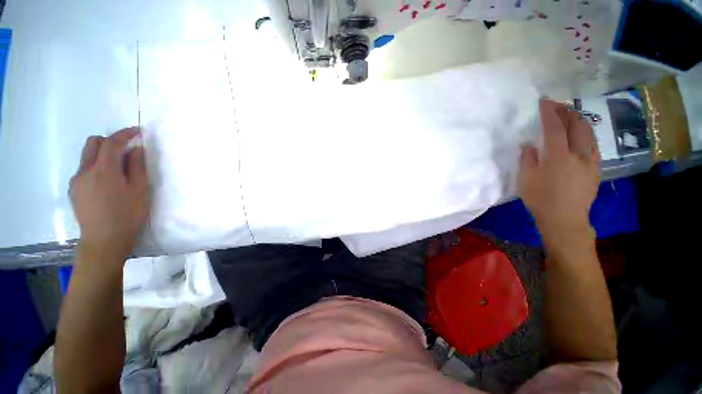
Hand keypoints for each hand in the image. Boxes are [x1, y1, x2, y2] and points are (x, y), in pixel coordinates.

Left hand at [69, 128, 149, 264]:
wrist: (104, 241)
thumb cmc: (128, 216)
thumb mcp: (140, 191)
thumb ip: (138, 167)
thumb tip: (136, 149)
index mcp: (104, 171)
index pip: (112, 142)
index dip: (125, 133)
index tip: (137, 131)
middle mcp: (85, 171)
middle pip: (93, 143)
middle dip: (109, 141)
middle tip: (126, 149)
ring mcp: (77, 181)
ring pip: (87, 156)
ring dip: (102, 154)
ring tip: (118, 168)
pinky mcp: (74, 190)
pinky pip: (84, 169)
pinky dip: (96, 167)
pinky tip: (107, 182)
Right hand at [518, 100, 599, 243]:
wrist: (565, 219)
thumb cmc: (540, 199)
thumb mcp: (526, 180)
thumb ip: (528, 159)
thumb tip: (529, 145)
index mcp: (558, 157)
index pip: (554, 127)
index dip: (549, 112)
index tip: (544, 101)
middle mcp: (578, 154)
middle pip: (577, 124)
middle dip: (567, 111)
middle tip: (557, 105)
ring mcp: (591, 160)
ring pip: (588, 132)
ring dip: (578, 120)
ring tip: (569, 115)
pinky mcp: (596, 167)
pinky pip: (593, 143)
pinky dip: (585, 133)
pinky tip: (579, 134)